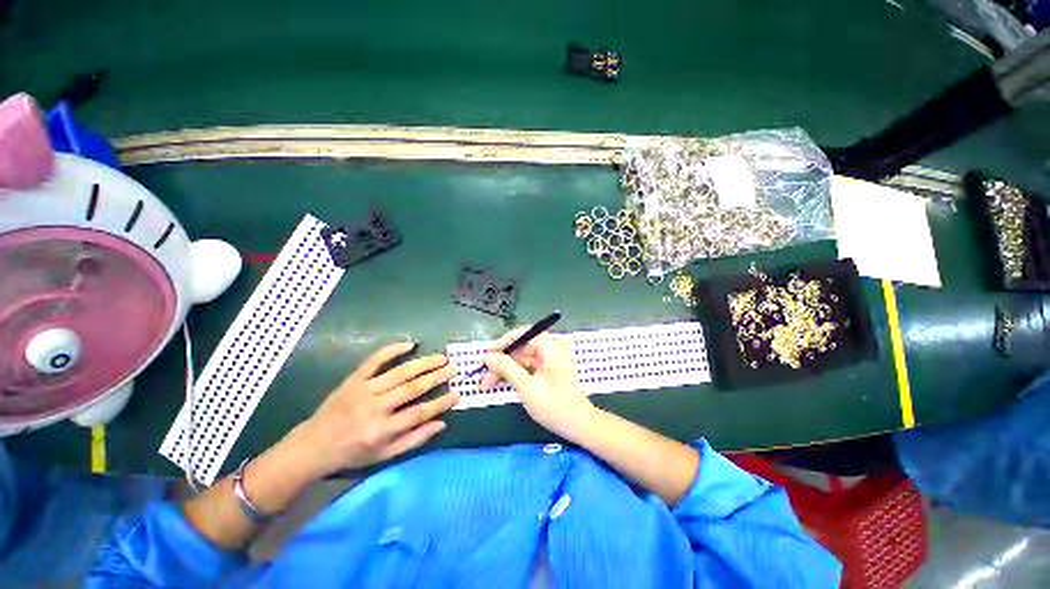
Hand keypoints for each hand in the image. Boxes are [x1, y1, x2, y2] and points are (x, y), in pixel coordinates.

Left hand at [292, 341, 458, 476]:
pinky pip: (374, 360)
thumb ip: (414, 440)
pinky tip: (409, 344)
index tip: (457, 394)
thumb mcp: (384, 456)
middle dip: (436, 377)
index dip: (441, 403)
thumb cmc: (352, 453)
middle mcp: (375, 408)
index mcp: (382, 430)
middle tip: (454, 368)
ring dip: (423, 363)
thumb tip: (441, 423)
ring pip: (399, 372)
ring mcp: (363, 390)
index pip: (419, 413)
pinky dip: (392, 350)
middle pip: (412, 388)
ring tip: (441, 357)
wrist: (313, 445)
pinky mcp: (354, 379)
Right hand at [480, 329, 594, 437]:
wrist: (579, 426)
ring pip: (519, 358)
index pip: (524, 334)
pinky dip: (512, 375)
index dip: (504, 341)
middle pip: (520, 347)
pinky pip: (524, 367)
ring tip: (486, 384)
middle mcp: (549, 350)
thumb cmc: (556, 407)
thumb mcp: (527, 388)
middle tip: (482, 374)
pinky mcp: (545, 371)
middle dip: (500, 360)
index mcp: (550, 347)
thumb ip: (507, 369)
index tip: (487, 353)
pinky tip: (498, 383)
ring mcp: (547, 361)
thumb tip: (488, 356)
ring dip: (503, 369)